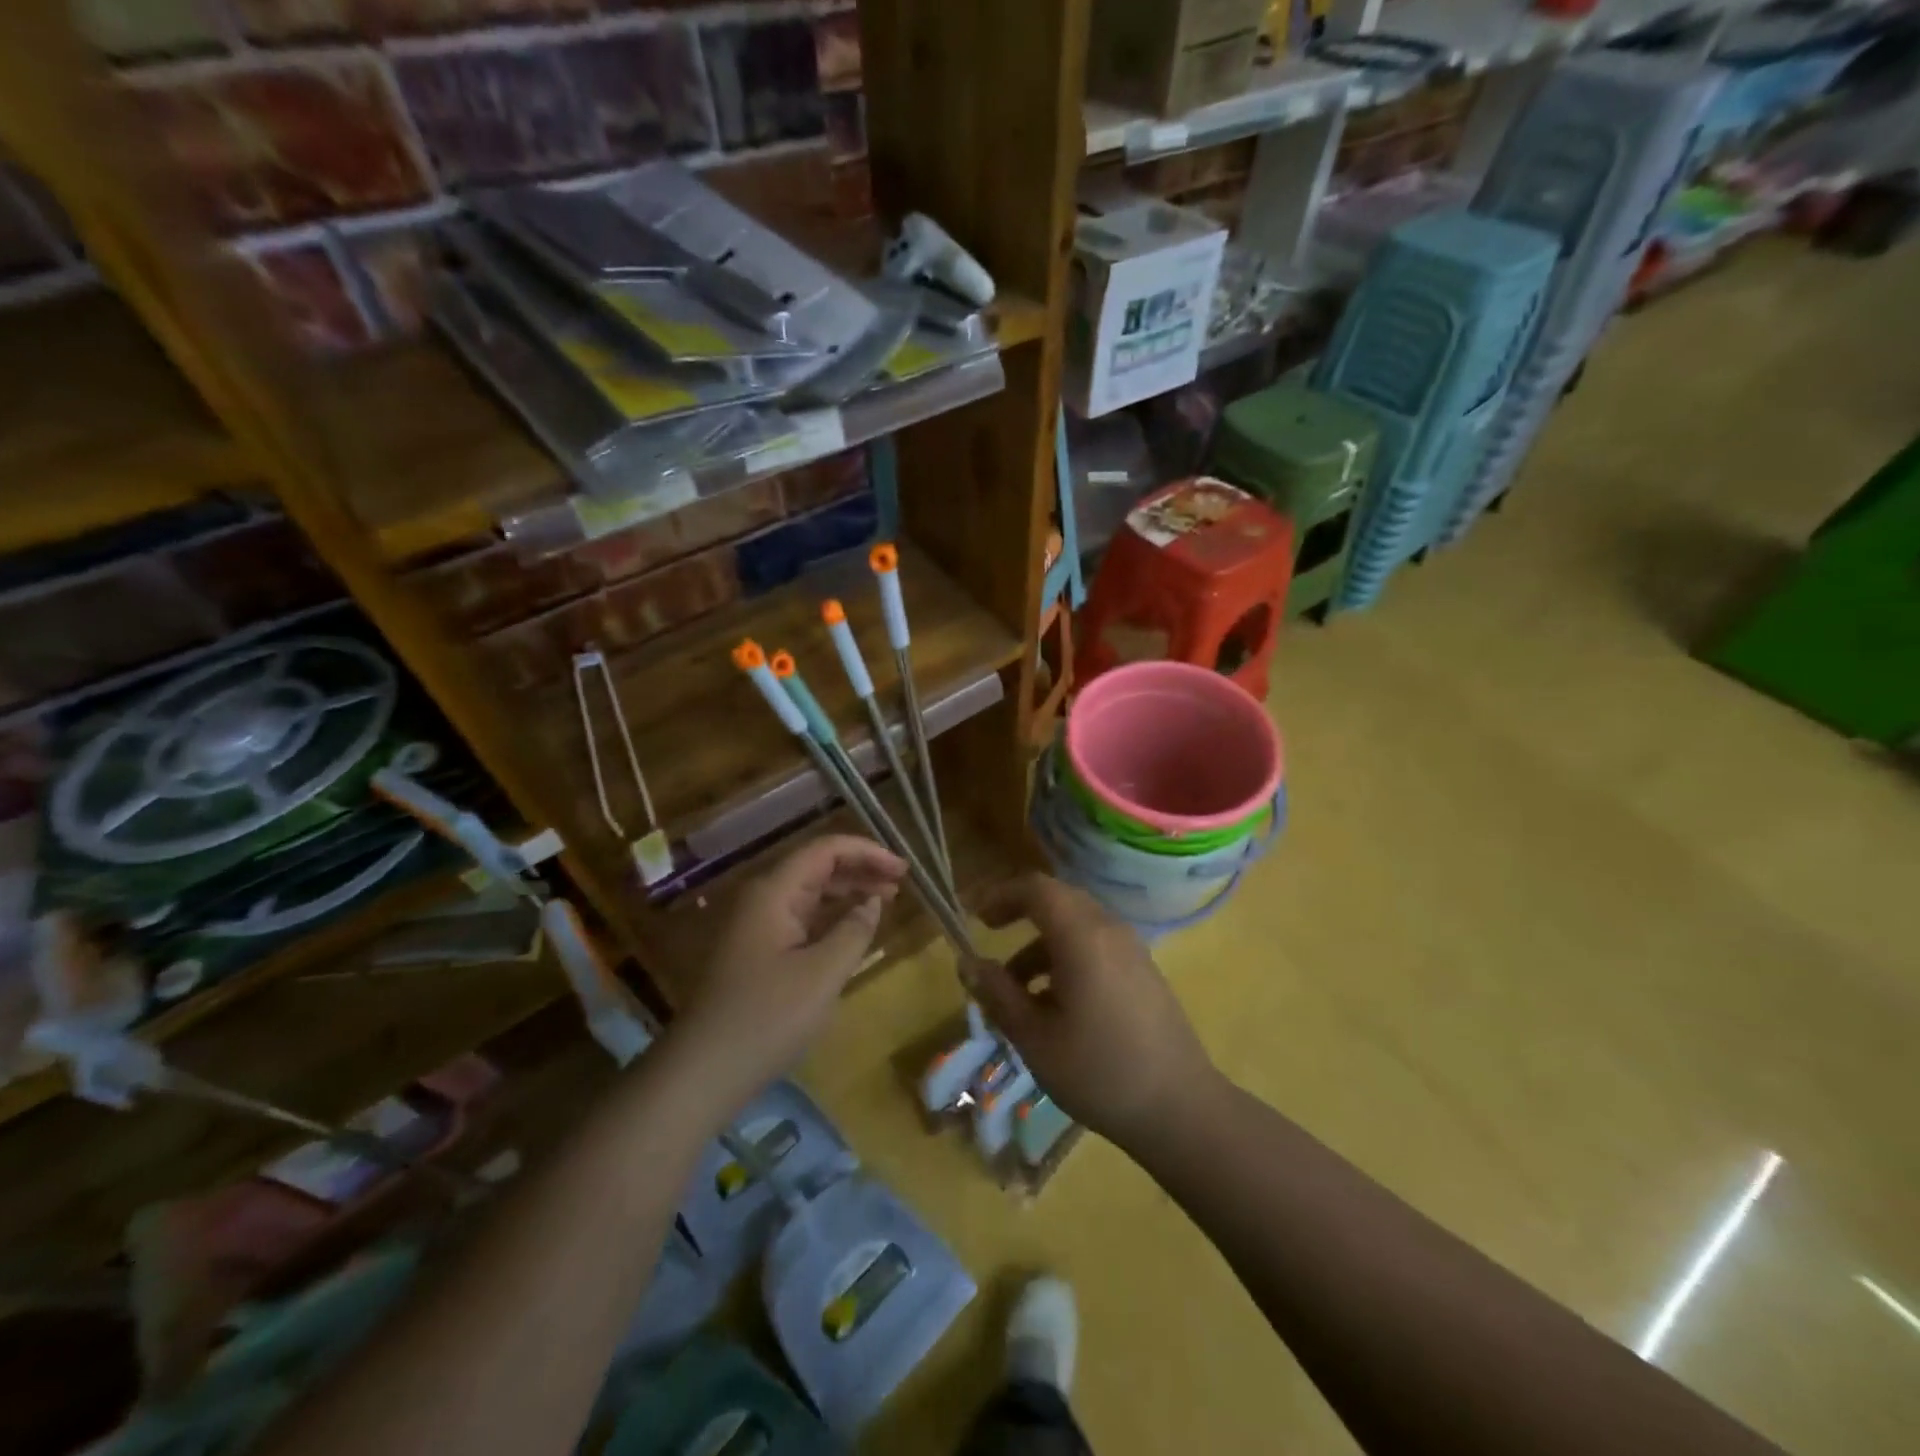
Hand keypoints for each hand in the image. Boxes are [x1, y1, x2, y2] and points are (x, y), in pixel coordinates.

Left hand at [670, 835, 904, 1112]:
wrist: (704, 1071)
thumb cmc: (767, 1018)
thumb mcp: (823, 974)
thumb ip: (854, 931)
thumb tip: (873, 901)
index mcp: (773, 892)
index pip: (825, 850)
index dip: (867, 852)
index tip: (903, 868)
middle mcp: (763, 898)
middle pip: (817, 866)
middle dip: (860, 869)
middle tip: (901, 883)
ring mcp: (757, 925)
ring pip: (810, 892)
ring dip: (848, 891)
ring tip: (886, 900)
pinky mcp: (758, 950)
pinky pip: (802, 918)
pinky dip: (831, 916)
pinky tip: (853, 928)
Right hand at [966, 874, 1215, 1147]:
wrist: (1181, 1109)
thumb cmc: (1099, 1072)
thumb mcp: (1034, 1038)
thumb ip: (998, 994)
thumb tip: (967, 963)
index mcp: (1082, 936)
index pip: (1037, 888)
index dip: (1001, 894)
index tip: (975, 918)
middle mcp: (1109, 930)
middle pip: (1058, 900)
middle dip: (1020, 913)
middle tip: (990, 938)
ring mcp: (1131, 949)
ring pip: (1076, 925)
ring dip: (1041, 943)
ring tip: (1015, 989)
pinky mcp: (1142, 971)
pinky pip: (1096, 945)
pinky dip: (1066, 957)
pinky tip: (1054, 1004)